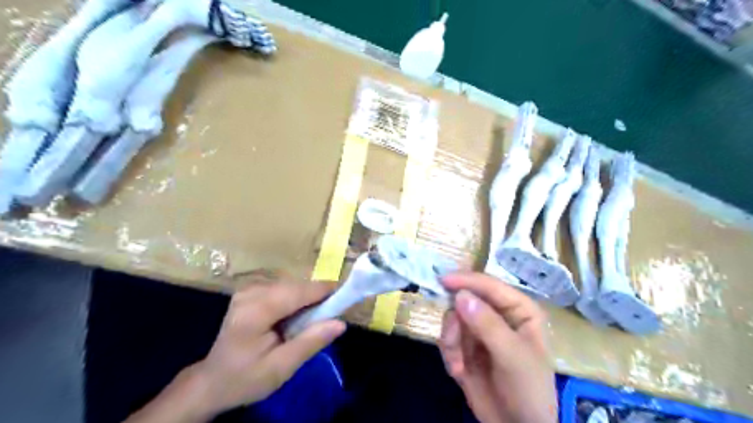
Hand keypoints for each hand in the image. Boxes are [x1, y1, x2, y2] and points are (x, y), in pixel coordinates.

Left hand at [124, 278, 346, 422]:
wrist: (213, 380)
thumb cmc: (246, 378)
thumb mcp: (281, 368)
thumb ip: (311, 342)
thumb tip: (341, 323)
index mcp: (255, 311)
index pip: (298, 292)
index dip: (325, 291)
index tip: (348, 296)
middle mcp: (251, 292)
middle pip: (296, 286)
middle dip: (317, 298)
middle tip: (330, 317)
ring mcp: (249, 288)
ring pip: (292, 285)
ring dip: (307, 299)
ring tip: (311, 321)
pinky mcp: (250, 290)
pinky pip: (283, 288)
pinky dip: (296, 300)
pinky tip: (294, 318)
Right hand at [440, 272, 554, 421]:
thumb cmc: (527, 389)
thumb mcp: (512, 356)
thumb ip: (487, 324)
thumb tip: (460, 295)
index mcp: (518, 309)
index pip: (490, 286)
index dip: (467, 280)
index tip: (443, 280)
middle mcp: (497, 314)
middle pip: (465, 300)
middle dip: (455, 321)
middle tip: (452, 340)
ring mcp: (479, 330)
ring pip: (452, 319)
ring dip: (451, 341)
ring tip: (458, 365)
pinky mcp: (465, 345)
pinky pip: (447, 337)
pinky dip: (449, 353)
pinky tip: (458, 372)